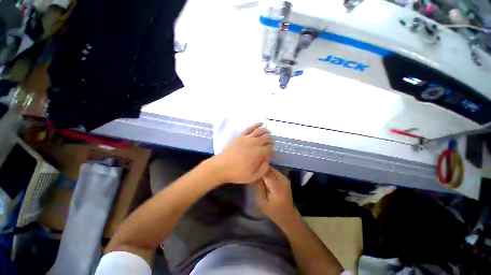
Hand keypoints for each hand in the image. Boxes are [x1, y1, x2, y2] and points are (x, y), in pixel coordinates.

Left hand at [211, 123, 272, 183]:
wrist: (221, 167)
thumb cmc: (237, 173)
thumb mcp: (253, 176)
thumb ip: (264, 168)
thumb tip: (267, 160)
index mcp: (259, 153)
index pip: (270, 148)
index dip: (271, 150)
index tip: (269, 154)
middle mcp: (255, 143)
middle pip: (266, 138)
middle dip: (269, 140)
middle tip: (269, 144)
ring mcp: (247, 138)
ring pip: (260, 131)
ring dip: (265, 131)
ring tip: (268, 131)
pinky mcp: (241, 136)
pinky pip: (250, 128)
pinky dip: (256, 125)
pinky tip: (260, 124)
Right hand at [255, 168, 299, 227]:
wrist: (288, 215)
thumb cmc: (274, 211)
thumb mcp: (262, 203)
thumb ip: (259, 188)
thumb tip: (255, 176)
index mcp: (277, 188)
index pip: (266, 174)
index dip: (258, 172)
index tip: (252, 173)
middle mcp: (282, 180)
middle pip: (269, 169)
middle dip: (262, 170)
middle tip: (255, 174)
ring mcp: (285, 178)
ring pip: (272, 169)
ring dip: (266, 171)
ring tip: (260, 176)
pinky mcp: (285, 178)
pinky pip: (275, 171)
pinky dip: (270, 172)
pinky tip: (266, 178)